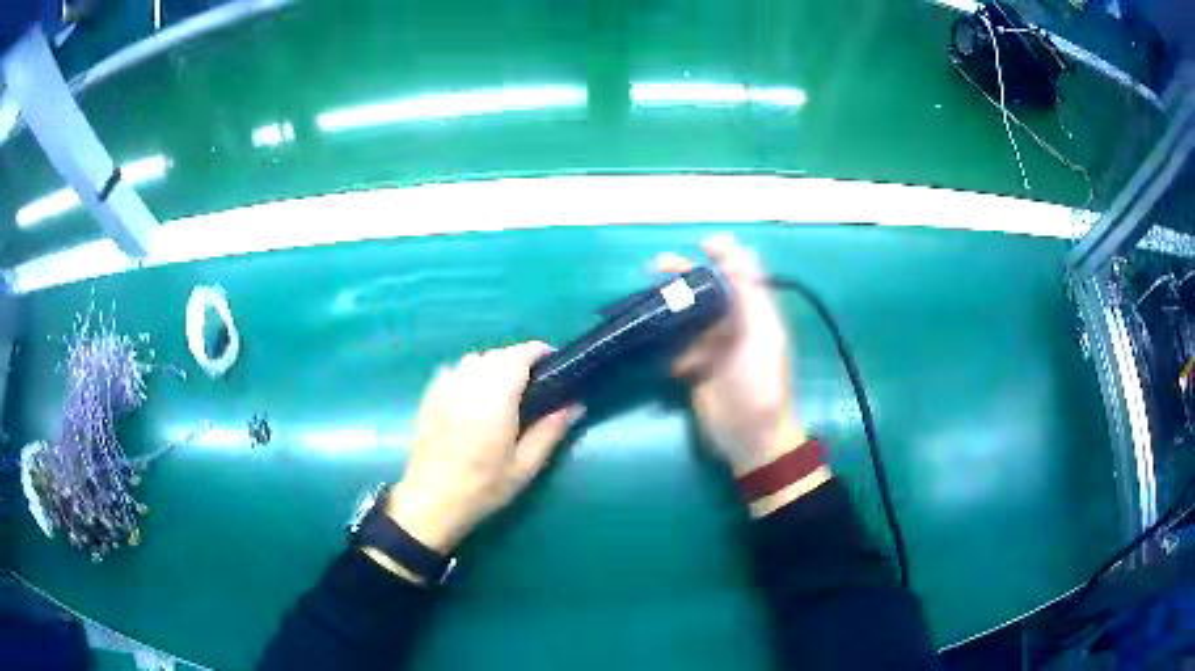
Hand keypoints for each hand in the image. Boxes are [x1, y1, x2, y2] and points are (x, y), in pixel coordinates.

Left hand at [384, 343, 580, 555]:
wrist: (431, 502)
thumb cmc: (482, 488)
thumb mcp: (525, 466)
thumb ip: (550, 431)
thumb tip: (575, 404)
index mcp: (494, 400)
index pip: (517, 357)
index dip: (537, 351)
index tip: (553, 359)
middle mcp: (468, 385)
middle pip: (497, 355)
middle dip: (518, 359)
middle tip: (534, 382)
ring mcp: (444, 389)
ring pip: (474, 360)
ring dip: (493, 365)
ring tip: (504, 388)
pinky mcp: (429, 397)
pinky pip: (454, 370)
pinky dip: (469, 373)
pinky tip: (474, 395)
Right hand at [657, 236, 804, 474]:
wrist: (751, 437)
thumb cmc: (761, 382)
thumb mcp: (761, 333)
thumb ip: (749, 290)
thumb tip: (735, 247)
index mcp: (753, 314)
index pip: (736, 276)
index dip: (720, 257)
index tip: (699, 244)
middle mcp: (733, 326)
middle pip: (705, 294)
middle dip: (683, 279)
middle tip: (655, 267)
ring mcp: (713, 349)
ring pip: (687, 319)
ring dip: (668, 308)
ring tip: (645, 300)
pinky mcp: (695, 370)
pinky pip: (675, 348)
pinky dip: (663, 342)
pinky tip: (648, 337)